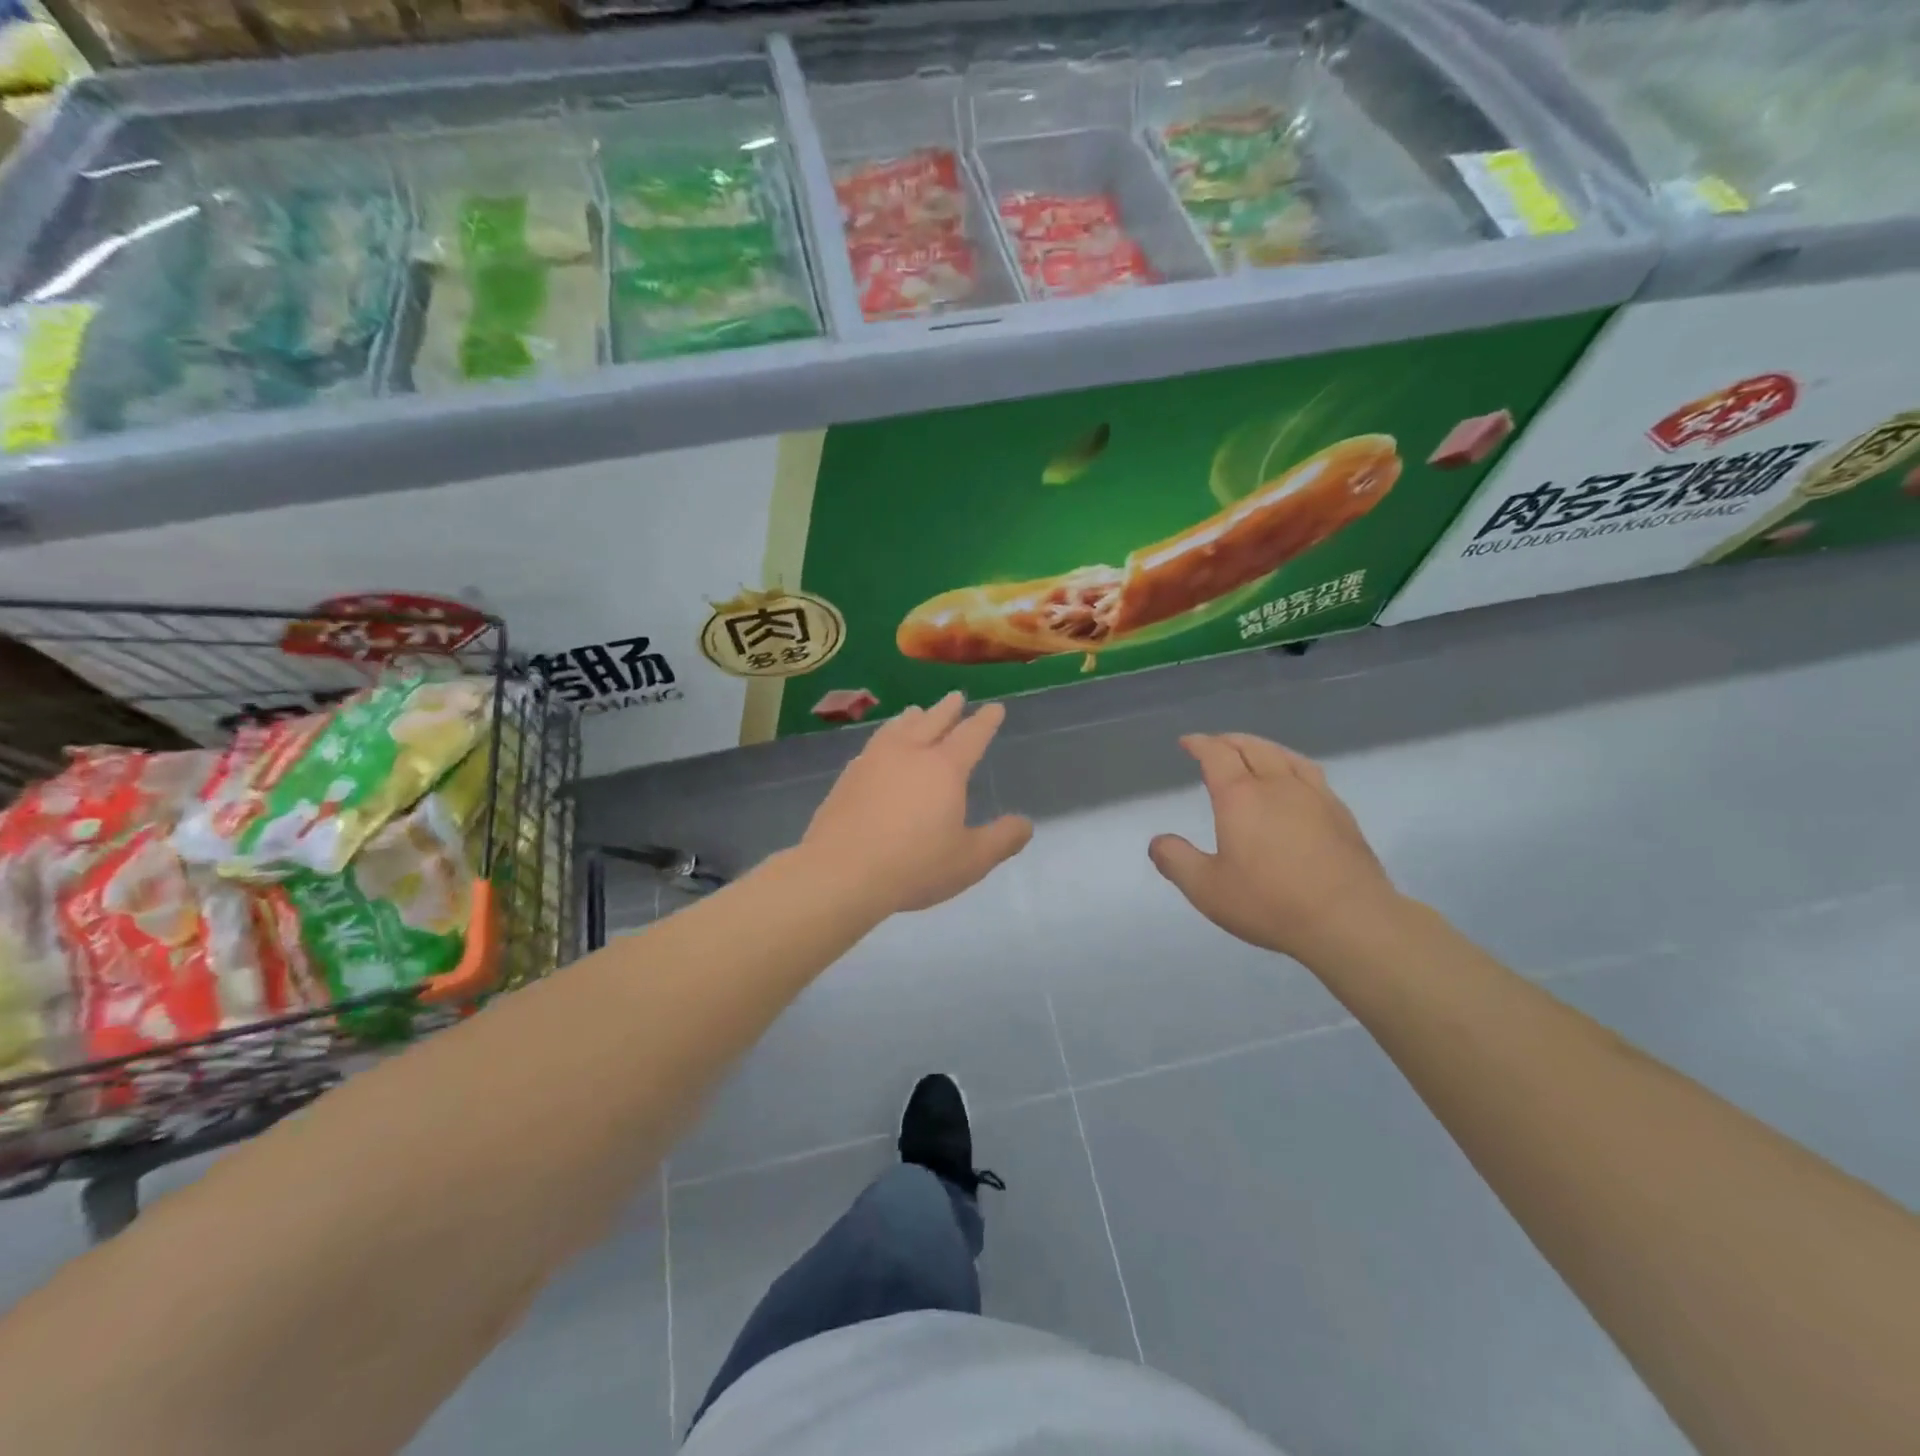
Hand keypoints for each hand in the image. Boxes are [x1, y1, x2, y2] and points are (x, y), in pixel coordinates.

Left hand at [802, 692, 1033, 914]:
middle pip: (932, 721)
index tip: (995, 708)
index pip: (972, 735)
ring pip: (897, 728)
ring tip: (915, 711)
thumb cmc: (914, 865)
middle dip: (948, 709)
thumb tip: (1025, 824)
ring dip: (912, 717)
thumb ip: (1001, 840)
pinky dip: (884, 738)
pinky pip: (872, 746)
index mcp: (944, 768)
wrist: (841, 872)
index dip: (986, 721)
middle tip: (956, 696)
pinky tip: (878, 748)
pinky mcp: (847, 777)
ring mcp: (873, 761)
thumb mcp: (970, 860)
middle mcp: (909, 754)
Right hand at [1149, 733, 1400, 959]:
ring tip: (1252, 750)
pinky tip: (1294, 778)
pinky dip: (1290, 763)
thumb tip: (1157, 842)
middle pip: (1251, 748)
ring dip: (1261, 746)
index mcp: (1240, 797)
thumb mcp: (1207, 889)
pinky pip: (1309, 772)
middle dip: (1228, 741)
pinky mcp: (1339, 812)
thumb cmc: (1270, 902)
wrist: (1349, 920)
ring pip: (1283, 755)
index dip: (1200, 744)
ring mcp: (1314, 795)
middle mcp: (1277, 785)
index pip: (1217, 755)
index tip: (1187, 742)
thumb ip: (1177, 861)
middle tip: (1215, 744)